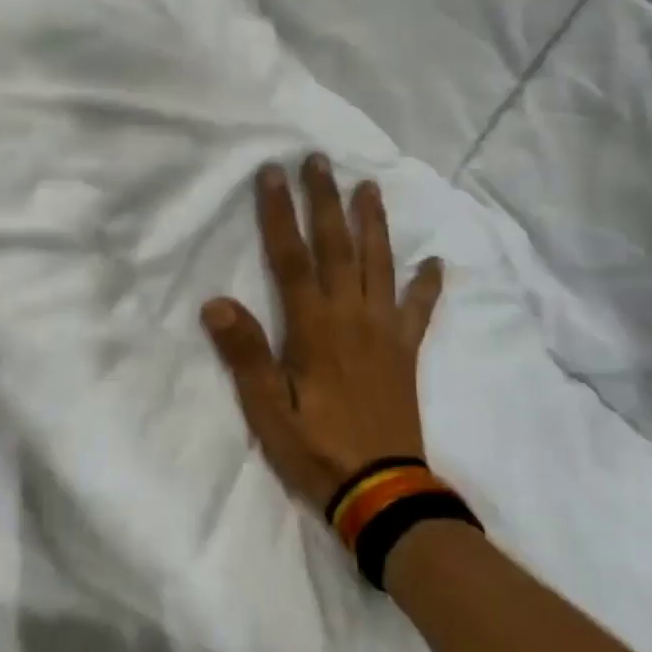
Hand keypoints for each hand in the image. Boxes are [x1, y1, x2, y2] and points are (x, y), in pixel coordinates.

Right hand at [202, 156, 443, 513]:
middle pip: (338, 247)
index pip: (292, 258)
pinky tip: (435, 263)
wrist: (382, 490)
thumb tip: (216, 303)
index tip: (273, 173)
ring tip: (369, 187)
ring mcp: (385, 332)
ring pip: (380, 265)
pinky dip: (427, 285)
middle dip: (325, 201)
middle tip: (319, 160)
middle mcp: (352, 317)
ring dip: (373, 223)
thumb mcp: (267, 411)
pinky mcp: (406, 352)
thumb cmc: (317, 450)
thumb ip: (245, 356)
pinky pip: (419, 310)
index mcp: (314, 328)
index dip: (280, 214)